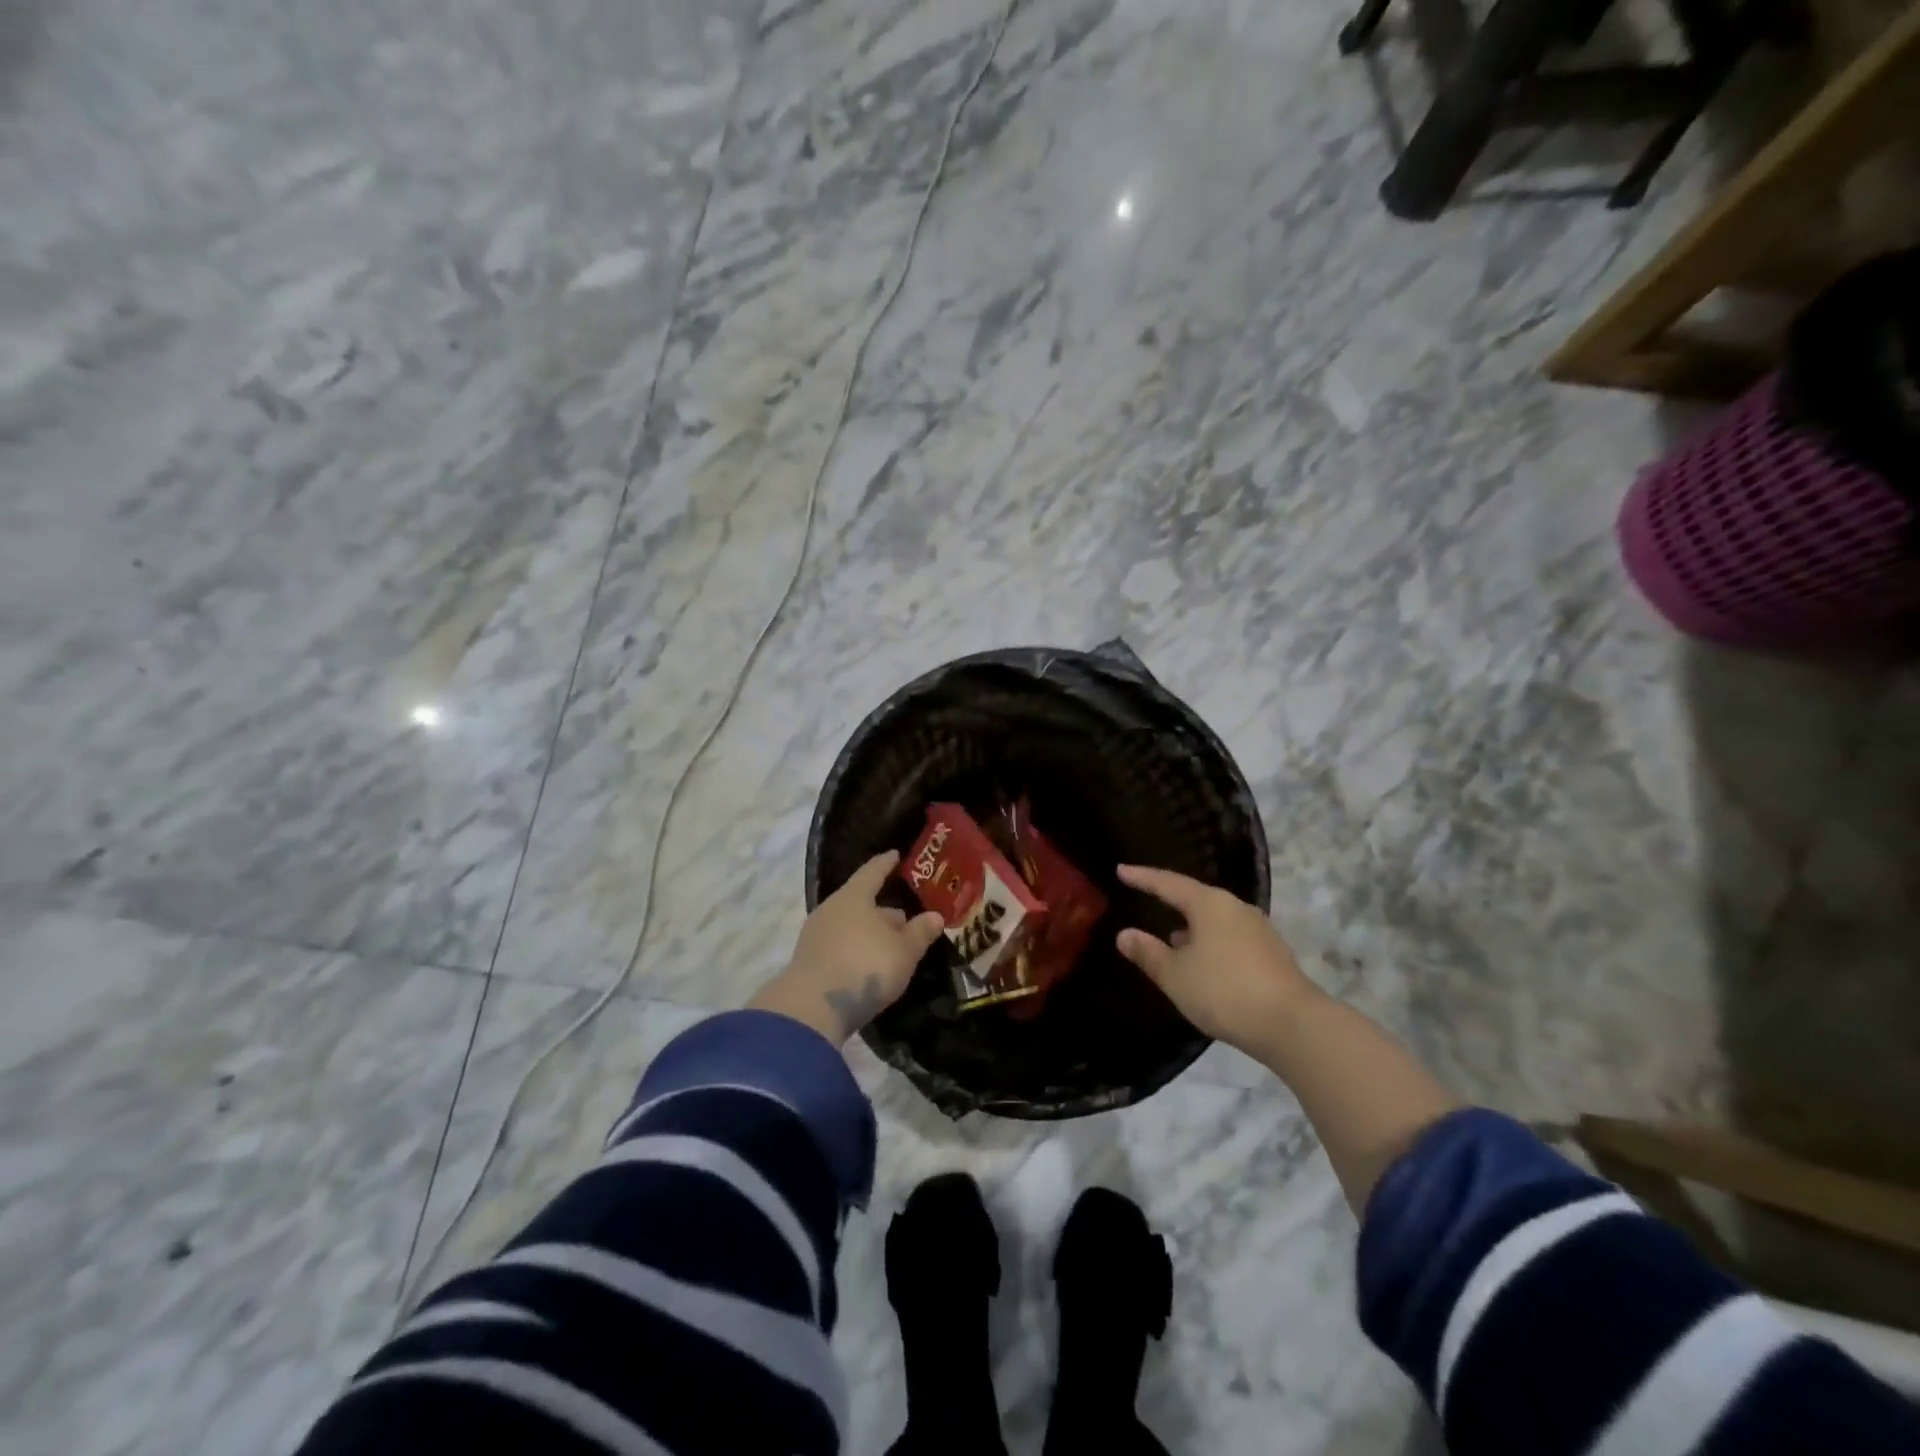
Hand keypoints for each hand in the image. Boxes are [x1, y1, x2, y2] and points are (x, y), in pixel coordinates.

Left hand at [749, 851, 944, 1044]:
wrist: (812, 1008)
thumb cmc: (865, 966)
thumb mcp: (903, 951)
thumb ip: (920, 932)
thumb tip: (935, 915)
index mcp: (854, 897)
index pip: (873, 872)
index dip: (885, 864)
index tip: (895, 855)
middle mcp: (831, 910)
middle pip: (861, 902)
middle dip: (883, 909)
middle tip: (905, 918)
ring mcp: (816, 936)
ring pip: (850, 926)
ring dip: (869, 933)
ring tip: (890, 945)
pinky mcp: (809, 962)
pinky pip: (840, 946)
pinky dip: (856, 950)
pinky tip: (869, 963)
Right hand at [1115, 864, 1316, 1052]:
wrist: (1292, 1025)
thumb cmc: (1224, 991)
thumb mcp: (1175, 975)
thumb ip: (1147, 953)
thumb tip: (1124, 934)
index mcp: (1209, 904)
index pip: (1168, 883)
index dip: (1142, 878)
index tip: (1121, 870)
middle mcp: (1236, 908)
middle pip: (1196, 897)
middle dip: (1171, 900)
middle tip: (1148, 898)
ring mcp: (1258, 929)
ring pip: (1215, 919)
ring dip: (1192, 926)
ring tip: (1172, 937)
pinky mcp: (1272, 953)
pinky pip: (1231, 937)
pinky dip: (1211, 942)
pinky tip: (1204, 961)